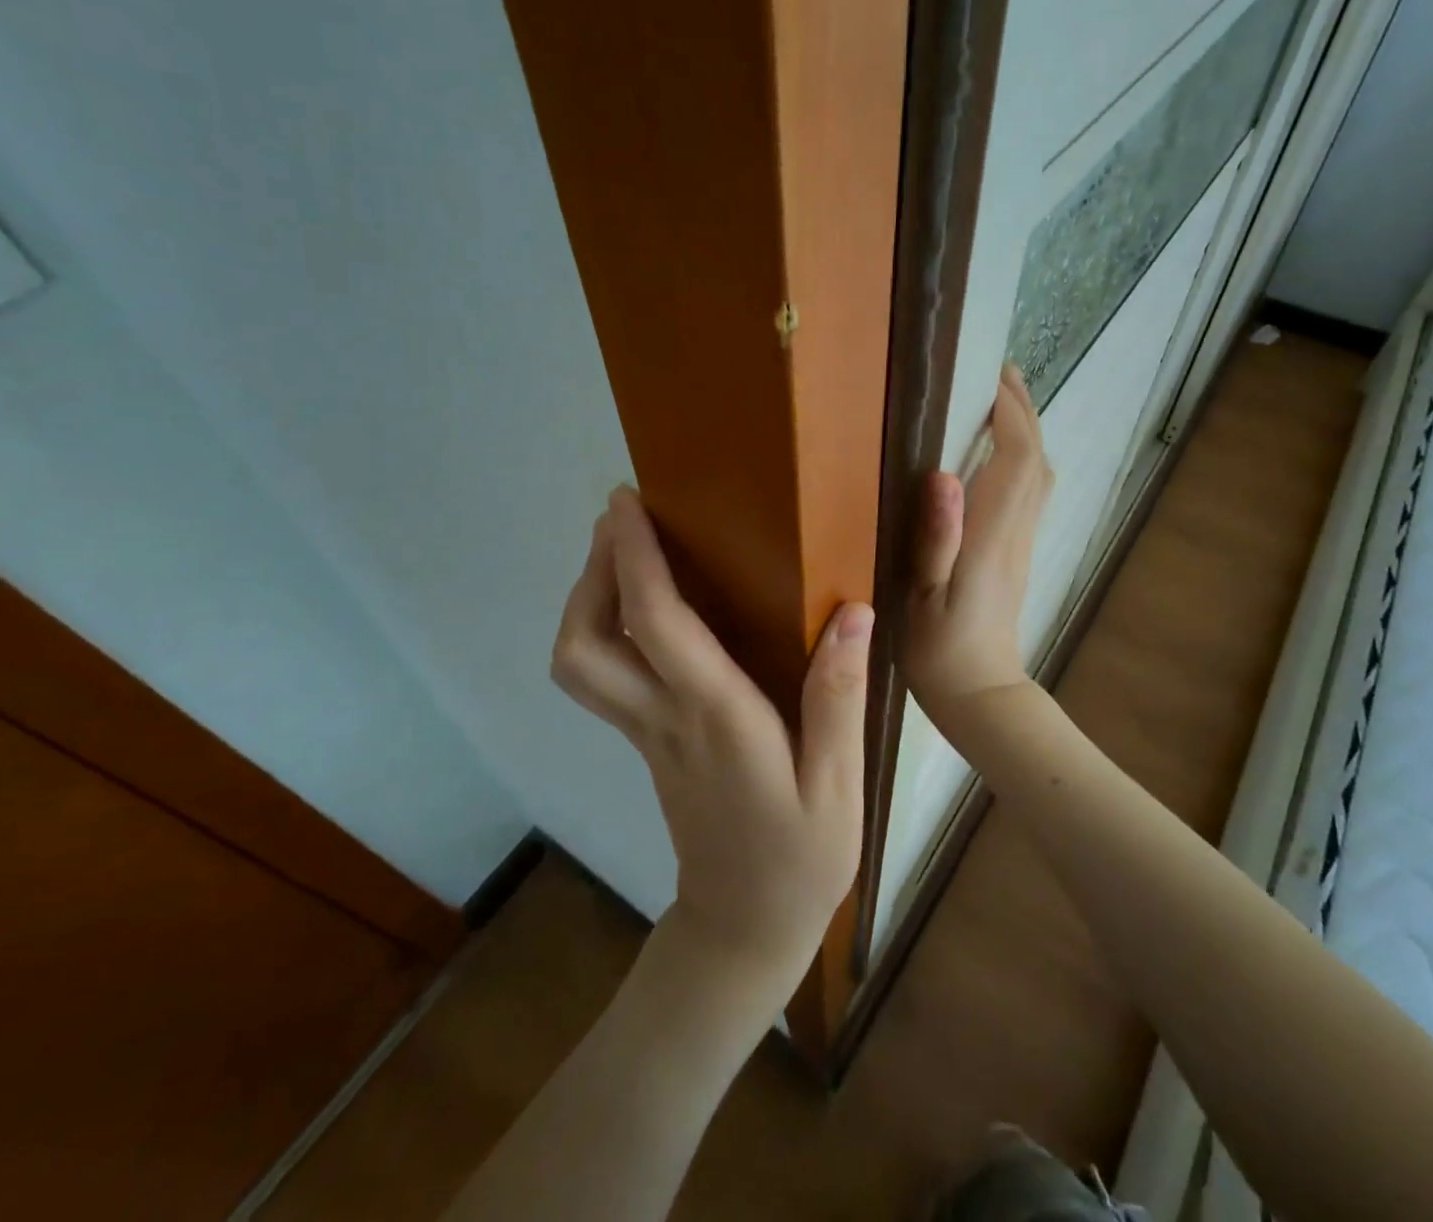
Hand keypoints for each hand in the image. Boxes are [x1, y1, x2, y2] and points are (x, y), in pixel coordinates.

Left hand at [550, 488, 868, 999]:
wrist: (742, 928)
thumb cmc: (799, 856)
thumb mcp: (839, 784)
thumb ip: (839, 696)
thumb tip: (852, 614)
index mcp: (715, 719)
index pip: (659, 626)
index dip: (634, 559)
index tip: (628, 506)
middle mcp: (664, 719)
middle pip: (584, 646)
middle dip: (591, 574)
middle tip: (620, 522)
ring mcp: (644, 734)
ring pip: (580, 663)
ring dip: (588, 598)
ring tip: (625, 551)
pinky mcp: (645, 742)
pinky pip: (603, 675)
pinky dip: (604, 627)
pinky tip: (643, 605)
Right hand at [905, 365, 1052, 721]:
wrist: (979, 693)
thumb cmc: (939, 649)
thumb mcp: (922, 597)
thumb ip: (936, 539)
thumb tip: (943, 475)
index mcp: (992, 537)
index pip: (1017, 459)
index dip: (1010, 413)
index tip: (992, 375)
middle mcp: (1016, 532)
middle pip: (1036, 458)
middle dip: (1022, 410)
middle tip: (998, 373)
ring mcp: (1022, 543)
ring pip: (1040, 474)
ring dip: (1026, 431)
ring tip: (999, 402)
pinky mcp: (1017, 553)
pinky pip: (1032, 491)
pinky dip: (1023, 458)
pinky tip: (1000, 454)